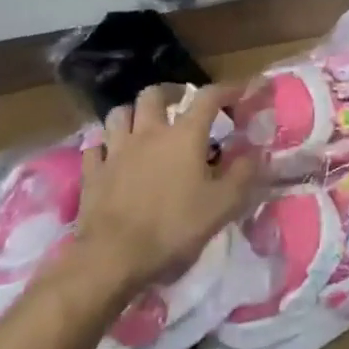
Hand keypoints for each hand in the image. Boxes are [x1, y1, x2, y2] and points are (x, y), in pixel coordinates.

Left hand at [67, 84, 259, 298]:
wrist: (112, 258)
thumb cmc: (174, 227)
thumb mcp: (223, 205)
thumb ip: (244, 174)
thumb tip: (256, 152)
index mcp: (184, 135)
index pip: (208, 97)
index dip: (227, 89)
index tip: (240, 92)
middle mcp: (149, 133)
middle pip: (154, 94)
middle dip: (170, 93)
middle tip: (181, 104)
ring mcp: (116, 151)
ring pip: (120, 114)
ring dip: (135, 113)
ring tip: (145, 125)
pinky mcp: (92, 173)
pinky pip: (96, 147)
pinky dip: (106, 145)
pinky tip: (112, 155)